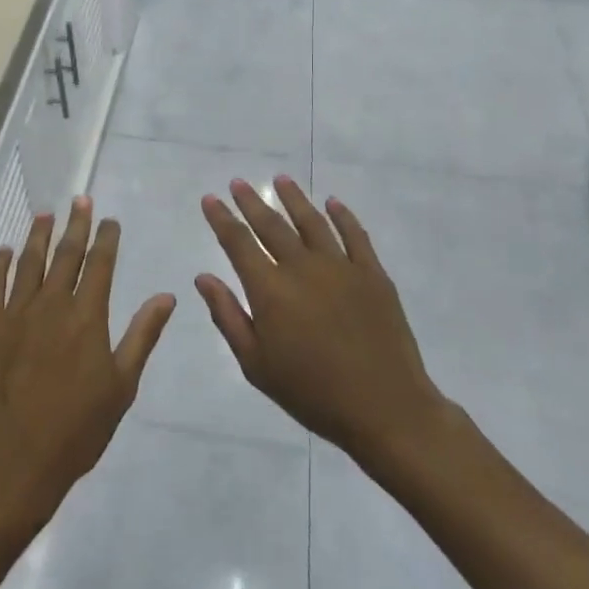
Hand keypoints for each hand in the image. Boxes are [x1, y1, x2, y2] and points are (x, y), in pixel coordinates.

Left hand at [0, 198, 174, 534]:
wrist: (15, 459)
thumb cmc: (77, 428)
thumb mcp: (121, 385)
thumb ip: (142, 335)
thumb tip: (166, 296)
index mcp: (87, 317)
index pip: (100, 264)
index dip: (106, 238)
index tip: (109, 219)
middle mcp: (51, 304)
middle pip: (66, 254)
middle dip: (76, 224)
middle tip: (80, 199)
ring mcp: (15, 312)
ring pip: (29, 262)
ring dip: (38, 235)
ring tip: (45, 214)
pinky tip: (3, 251)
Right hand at [197, 176, 450, 471]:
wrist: (385, 408)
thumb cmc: (312, 393)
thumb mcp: (256, 364)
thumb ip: (228, 316)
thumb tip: (203, 277)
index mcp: (270, 290)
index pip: (238, 243)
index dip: (222, 219)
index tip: (210, 199)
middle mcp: (302, 267)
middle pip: (272, 224)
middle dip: (251, 201)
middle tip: (238, 182)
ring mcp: (340, 266)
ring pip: (311, 221)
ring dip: (293, 198)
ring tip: (280, 180)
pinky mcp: (372, 274)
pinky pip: (354, 235)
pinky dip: (342, 215)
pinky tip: (332, 203)